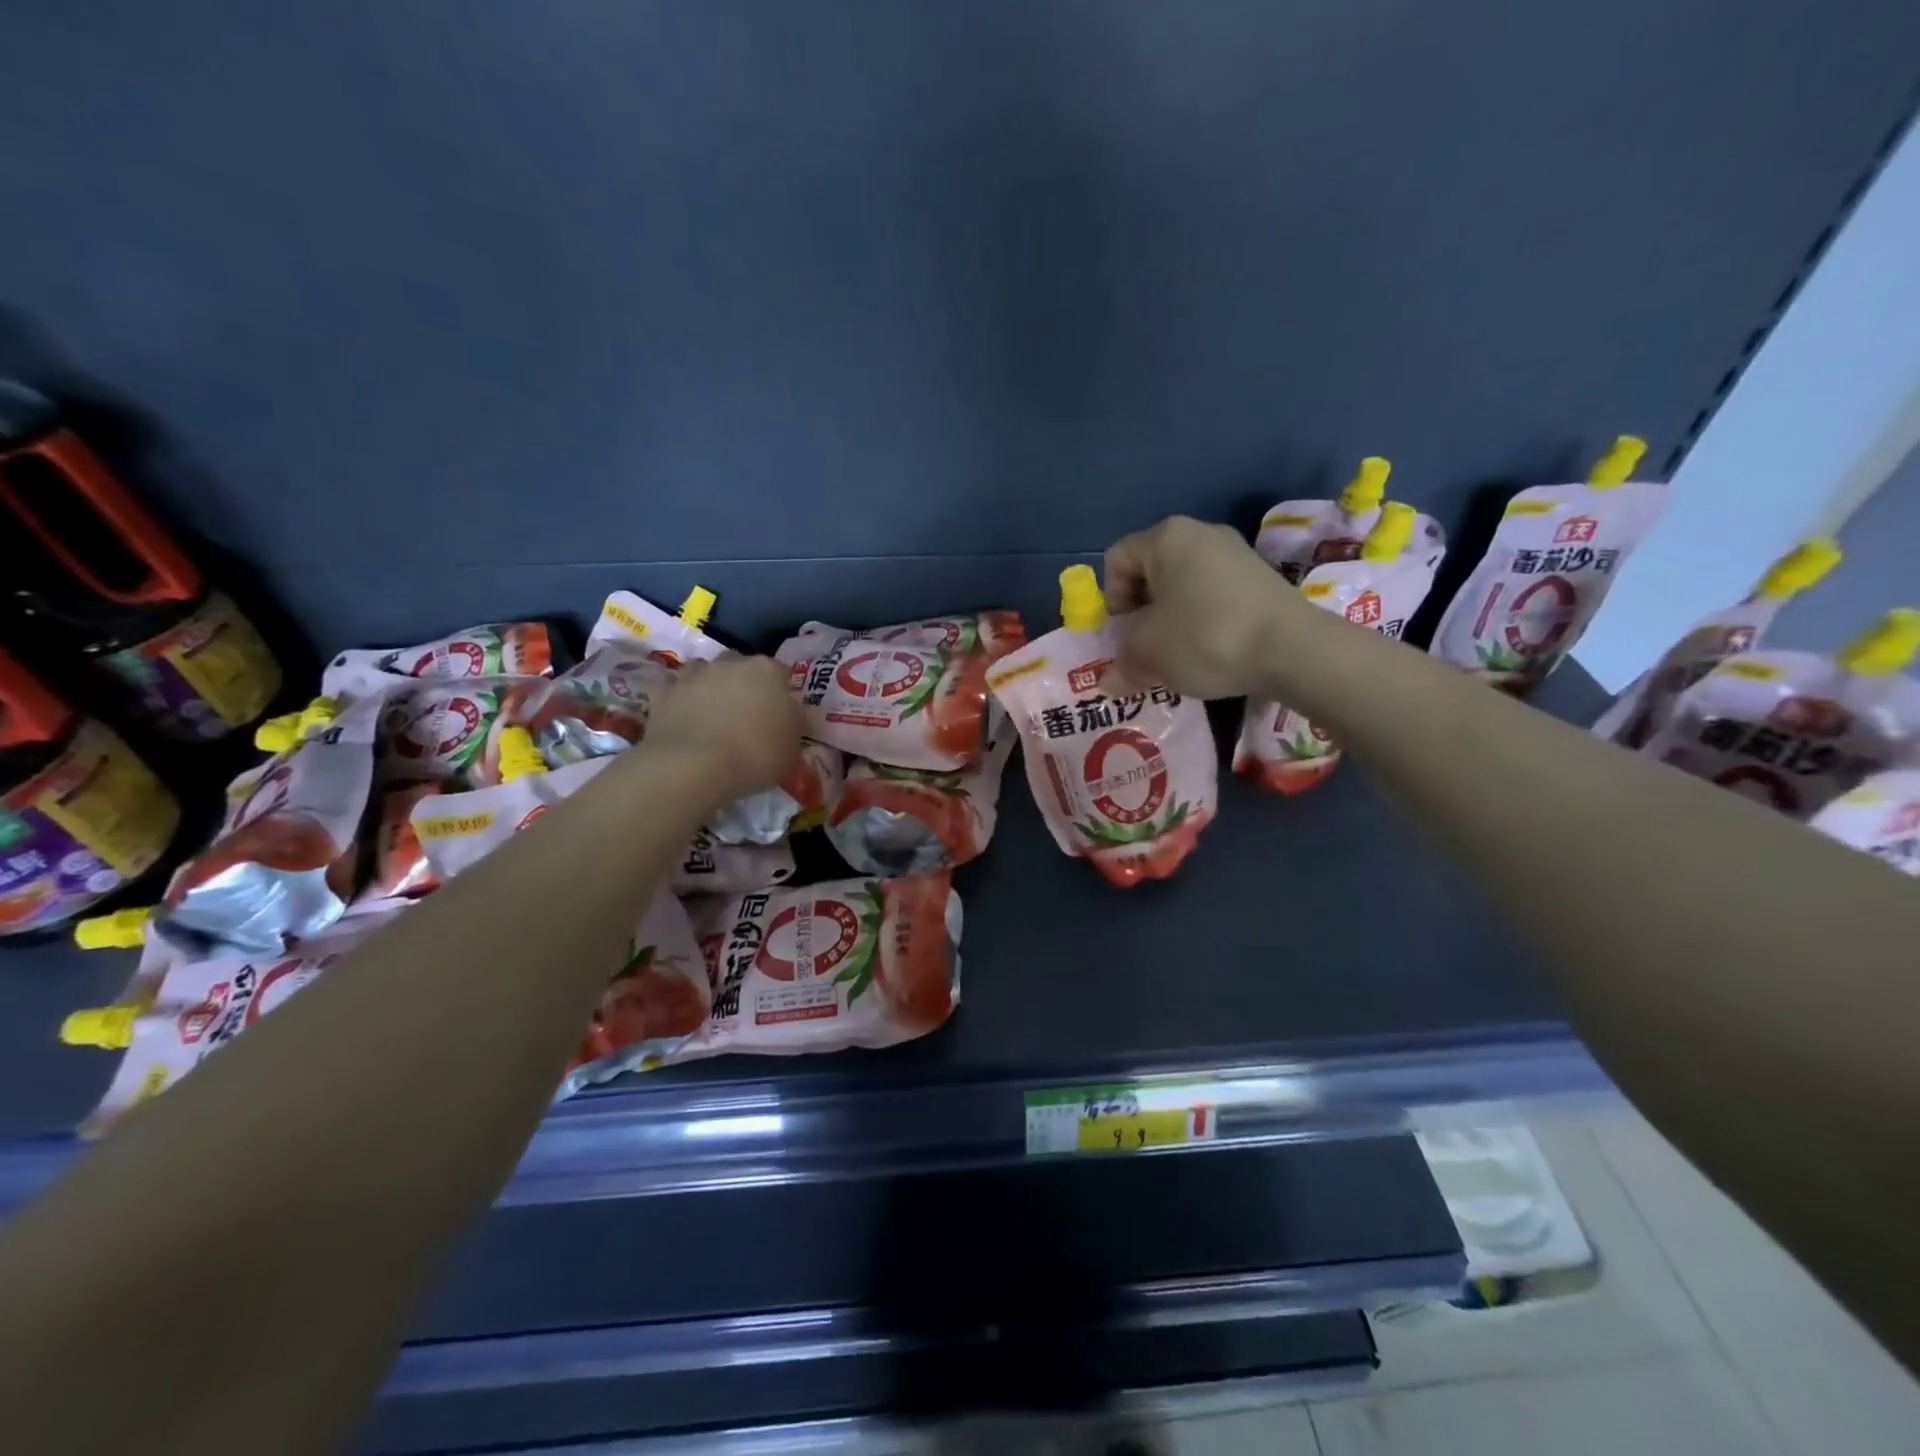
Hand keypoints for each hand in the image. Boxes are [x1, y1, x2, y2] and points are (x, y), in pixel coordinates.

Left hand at [645, 656, 802, 800]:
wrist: (692, 766)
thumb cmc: (755, 754)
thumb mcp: (792, 747)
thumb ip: (793, 724)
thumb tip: (790, 715)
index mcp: (767, 671)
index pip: (780, 671)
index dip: (781, 690)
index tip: (781, 711)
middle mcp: (730, 664)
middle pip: (740, 666)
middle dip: (744, 683)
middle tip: (746, 713)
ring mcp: (693, 675)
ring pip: (705, 672)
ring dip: (710, 687)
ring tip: (713, 715)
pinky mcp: (663, 693)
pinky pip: (676, 691)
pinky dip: (681, 701)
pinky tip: (686, 721)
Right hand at [1104, 515, 1301, 698]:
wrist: (1293, 649)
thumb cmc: (1205, 638)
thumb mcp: (1149, 655)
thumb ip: (1122, 664)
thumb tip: (1108, 682)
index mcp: (1166, 538)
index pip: (1116, 561)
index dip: (1110, 601)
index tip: (1125, 636)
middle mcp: (1200, 533)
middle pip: (1150, 572)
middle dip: (1140, 614)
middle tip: (1145, 650)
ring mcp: (1234, 553)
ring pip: (1182, 586)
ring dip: (1170, 620)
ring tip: (1177, 655)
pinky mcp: (1259, 577)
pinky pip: (1212, 595)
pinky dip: (1201, 620)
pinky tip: (1209, 650)